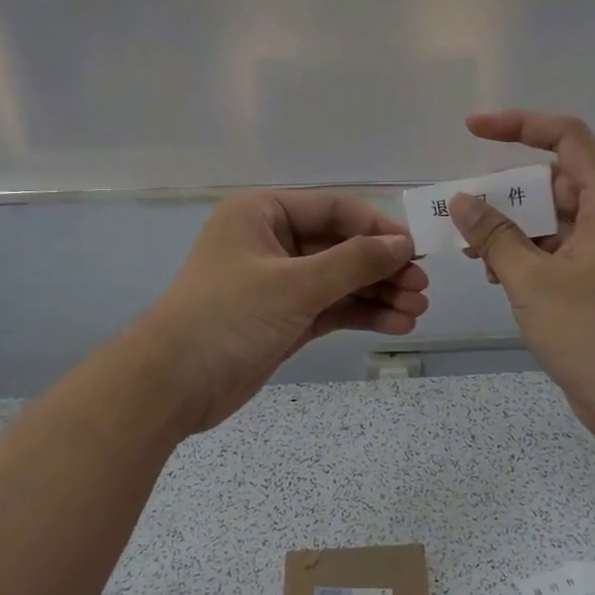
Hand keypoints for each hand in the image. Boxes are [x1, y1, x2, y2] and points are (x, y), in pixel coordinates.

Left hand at [138, 191, 428, 433]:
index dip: (377, 229)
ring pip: (340, 280)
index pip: (334, 210)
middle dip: (382, 268)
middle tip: (422, 288)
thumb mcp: (295, 285)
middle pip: (341, 246)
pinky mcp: (284, 319)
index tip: (416, 251)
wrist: (173, 385)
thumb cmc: (228, 317)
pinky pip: (331, 308)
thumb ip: (353, 262)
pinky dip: (361, 315)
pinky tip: (396, 325)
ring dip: (378, 294)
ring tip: (417, 311)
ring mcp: (278, 283)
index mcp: (262, 213)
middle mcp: (271, 241)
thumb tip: (402, 245)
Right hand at [450, 110, 594, 450]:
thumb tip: (462, 201)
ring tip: (474, 252)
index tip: (473, 129)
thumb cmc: (593, 331)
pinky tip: (495, 275)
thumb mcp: (532, 280)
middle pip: (552, 180)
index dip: (519, 124)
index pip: (565, 137)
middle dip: (506, 193)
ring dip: (510, 228)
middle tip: (463, 212)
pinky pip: (553, 248)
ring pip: (549, 218)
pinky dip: (523, 254)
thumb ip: (494, 235)